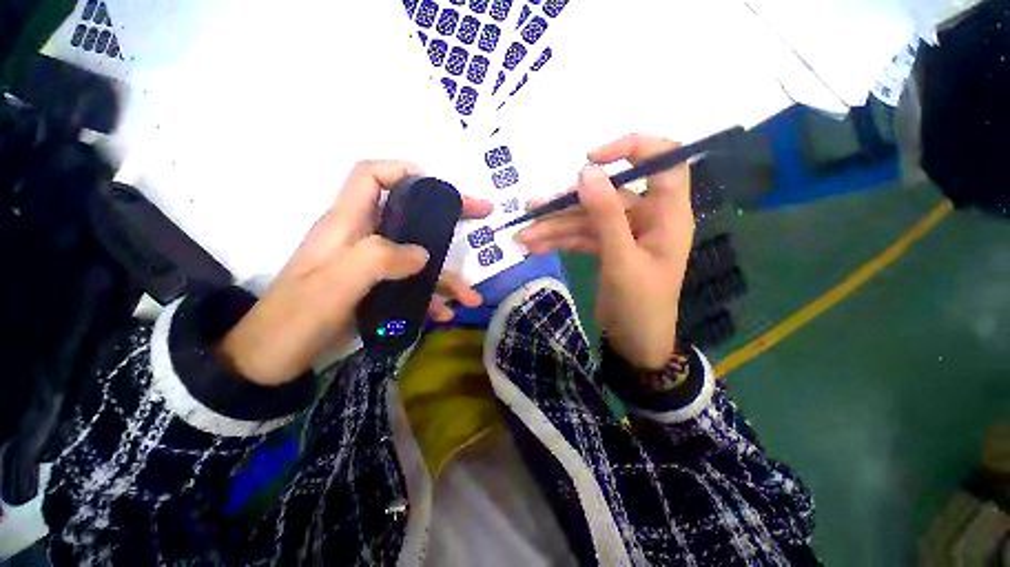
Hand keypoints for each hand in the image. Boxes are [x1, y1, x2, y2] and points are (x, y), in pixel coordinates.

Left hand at [220, 161, 491, 384]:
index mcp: (347, 225)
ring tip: (471, 298)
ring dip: (447, 277)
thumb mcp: (335, 285)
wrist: (271, 362)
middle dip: (448, 217)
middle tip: (481, 215)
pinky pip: (412, 287)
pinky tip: (445, 314)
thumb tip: (423, 254)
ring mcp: (371, 268)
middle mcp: (362, 240)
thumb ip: (379, 260)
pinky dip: (431, 298)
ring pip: (419, 260)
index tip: (437, 186)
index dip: (402, 170)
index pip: (370, 176)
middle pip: (410, 215)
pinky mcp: (376, 291)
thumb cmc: (296, 319)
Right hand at [516, 135, 693, 368]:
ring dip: (555, 228)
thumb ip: (605, 214)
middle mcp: (646, 218)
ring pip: (587, 220)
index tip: (591, 159)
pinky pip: (581, 237)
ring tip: (523, 238)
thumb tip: (586, 171)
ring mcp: (624, 234)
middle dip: (567, 206)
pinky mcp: (607, 249)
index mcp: (667, 213)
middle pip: (605, 197)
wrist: (634, 344)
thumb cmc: (639, 305)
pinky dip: (559, 241)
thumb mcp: (621, 259)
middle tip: (532, 210)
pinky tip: (535, 247)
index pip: (663, 160)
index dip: (633, 148)